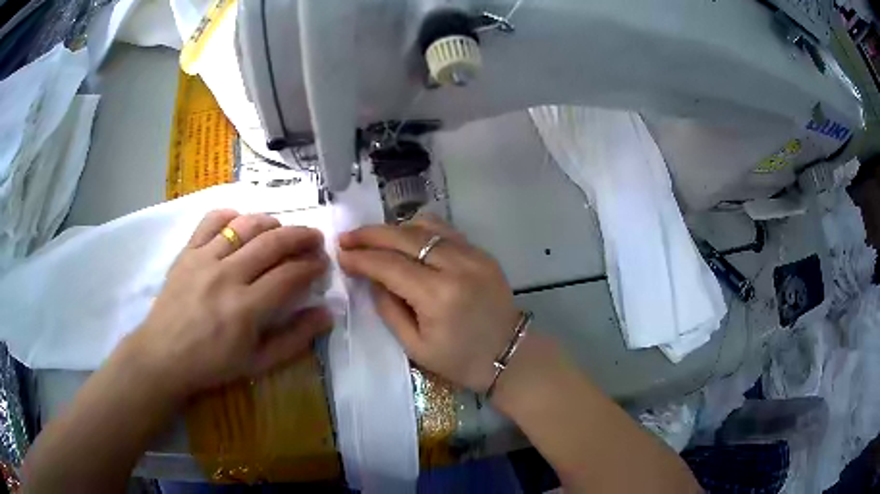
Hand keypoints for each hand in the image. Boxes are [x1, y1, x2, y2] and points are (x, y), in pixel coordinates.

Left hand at [126, 210, 332, 400]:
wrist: (163, 356)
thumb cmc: (212, 364)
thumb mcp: (258, 363)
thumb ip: (294, 339)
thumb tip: (327, 314)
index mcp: (246, 309)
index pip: (289, 275)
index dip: (311, 266)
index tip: (322, 264)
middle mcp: (227, 276)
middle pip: (272, 243)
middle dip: (300, 236)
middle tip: (314, 238)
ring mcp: (204, 259)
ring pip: (245, 226)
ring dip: (271, 222)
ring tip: (282, 229)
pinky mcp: (187, 252)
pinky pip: (211, 220)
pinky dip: (230, 215)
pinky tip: (241, 221)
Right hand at [338, 214, 519, 391]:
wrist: (509, 355)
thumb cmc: (460, 361)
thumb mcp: (415, 346)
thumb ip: (388, 308)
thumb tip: (371, 278)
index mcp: (438, 296)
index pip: (389, 265)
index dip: (361, 258)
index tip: (340, 254)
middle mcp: (457, 266)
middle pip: (405, 236)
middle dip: (371, 234)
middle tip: (347, 237)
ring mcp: (473, 255)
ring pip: (426, 225)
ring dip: (395, 229)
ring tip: (375, 239)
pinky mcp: (482, 253)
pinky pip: (445, 231)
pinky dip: (420, 230)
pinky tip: (406, 239)